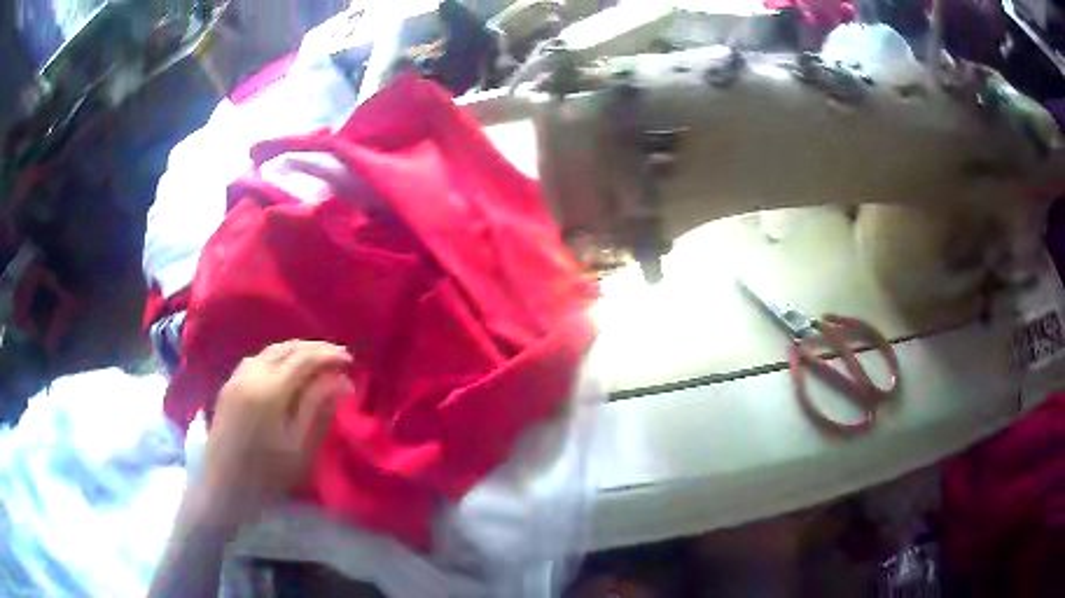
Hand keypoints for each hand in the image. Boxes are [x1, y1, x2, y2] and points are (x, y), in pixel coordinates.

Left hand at [198, 340, 352, 526]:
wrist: (223, 487)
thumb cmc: (267, 475)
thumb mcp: (300, 448)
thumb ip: (319, 409)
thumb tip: (342, 380)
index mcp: (270, 391)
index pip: (304, 358)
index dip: (329, 354)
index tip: (349, 361)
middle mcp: (251, 375)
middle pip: (286, 348)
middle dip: (313, 348)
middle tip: (336, 357)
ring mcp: (236, 378)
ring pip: (269, 351)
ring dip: (294, 351)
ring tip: (313, 362)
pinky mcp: (228, 386)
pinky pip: (255, 360)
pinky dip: (275, 358)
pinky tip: (283, 371)